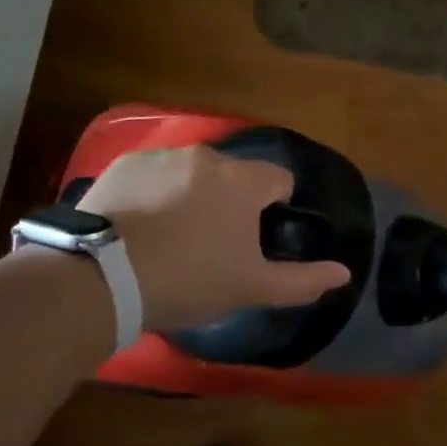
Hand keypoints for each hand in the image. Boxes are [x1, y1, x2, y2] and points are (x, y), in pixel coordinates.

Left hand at [78, 146, 350, 333]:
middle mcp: (208, 157)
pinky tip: (138, 227)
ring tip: (169, 238)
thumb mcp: (251, 288)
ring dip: (191, 195)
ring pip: (192, 173)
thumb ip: (303, 280)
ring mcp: (163, 156)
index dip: (274, 207)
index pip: (280, 179)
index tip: (254, 239)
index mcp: (244, 182)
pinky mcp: (125, 165)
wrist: (101, 278)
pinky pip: (153, 175)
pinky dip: (153, 194)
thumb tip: (344, 273)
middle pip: (234, 175)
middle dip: (230, 202)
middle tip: (210, 245)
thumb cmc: (189, 280)